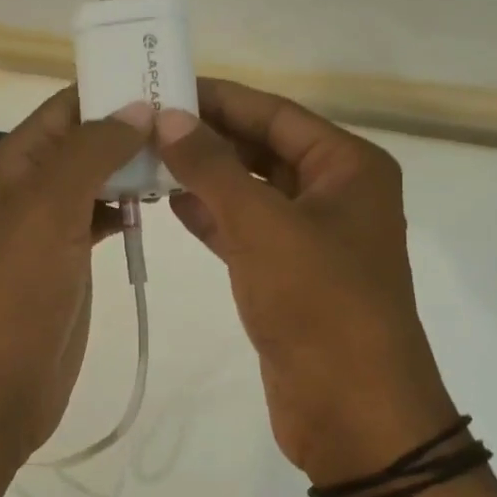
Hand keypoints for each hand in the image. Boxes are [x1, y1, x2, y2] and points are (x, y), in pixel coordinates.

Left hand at [0, 87, 151, 470]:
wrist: (2, 377)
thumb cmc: (20, 285)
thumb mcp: (51, 205)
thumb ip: (93, 150)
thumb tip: (138, 108)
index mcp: (16, 162)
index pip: (67, 106)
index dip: (112, 90)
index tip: (168, 82)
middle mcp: (32, 185)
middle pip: (86, 140)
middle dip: (132, 127)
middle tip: (192, 121)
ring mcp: (52, 224)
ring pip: (99, 178)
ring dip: (134, 166)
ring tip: (187, 156)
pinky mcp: (71, 258)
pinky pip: (104, 216)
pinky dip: (129, 205)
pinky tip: (160, 203)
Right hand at [156, 79, 455, 485]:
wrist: (351, 410)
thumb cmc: (319, 302)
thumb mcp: (263, 225)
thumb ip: (212, 167)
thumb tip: (171, 118)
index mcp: (348, 167)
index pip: (276, 113)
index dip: (220, 99)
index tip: (164, 87)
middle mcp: (334, 194)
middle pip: (263, 149)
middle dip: (208, 137)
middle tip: (144, 123)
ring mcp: (312, 238)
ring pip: (251, 192)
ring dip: (204, 176)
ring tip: (145, 158)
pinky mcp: (289, 277)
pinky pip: (246, 231)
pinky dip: (211, 217)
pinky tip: (169, 203)